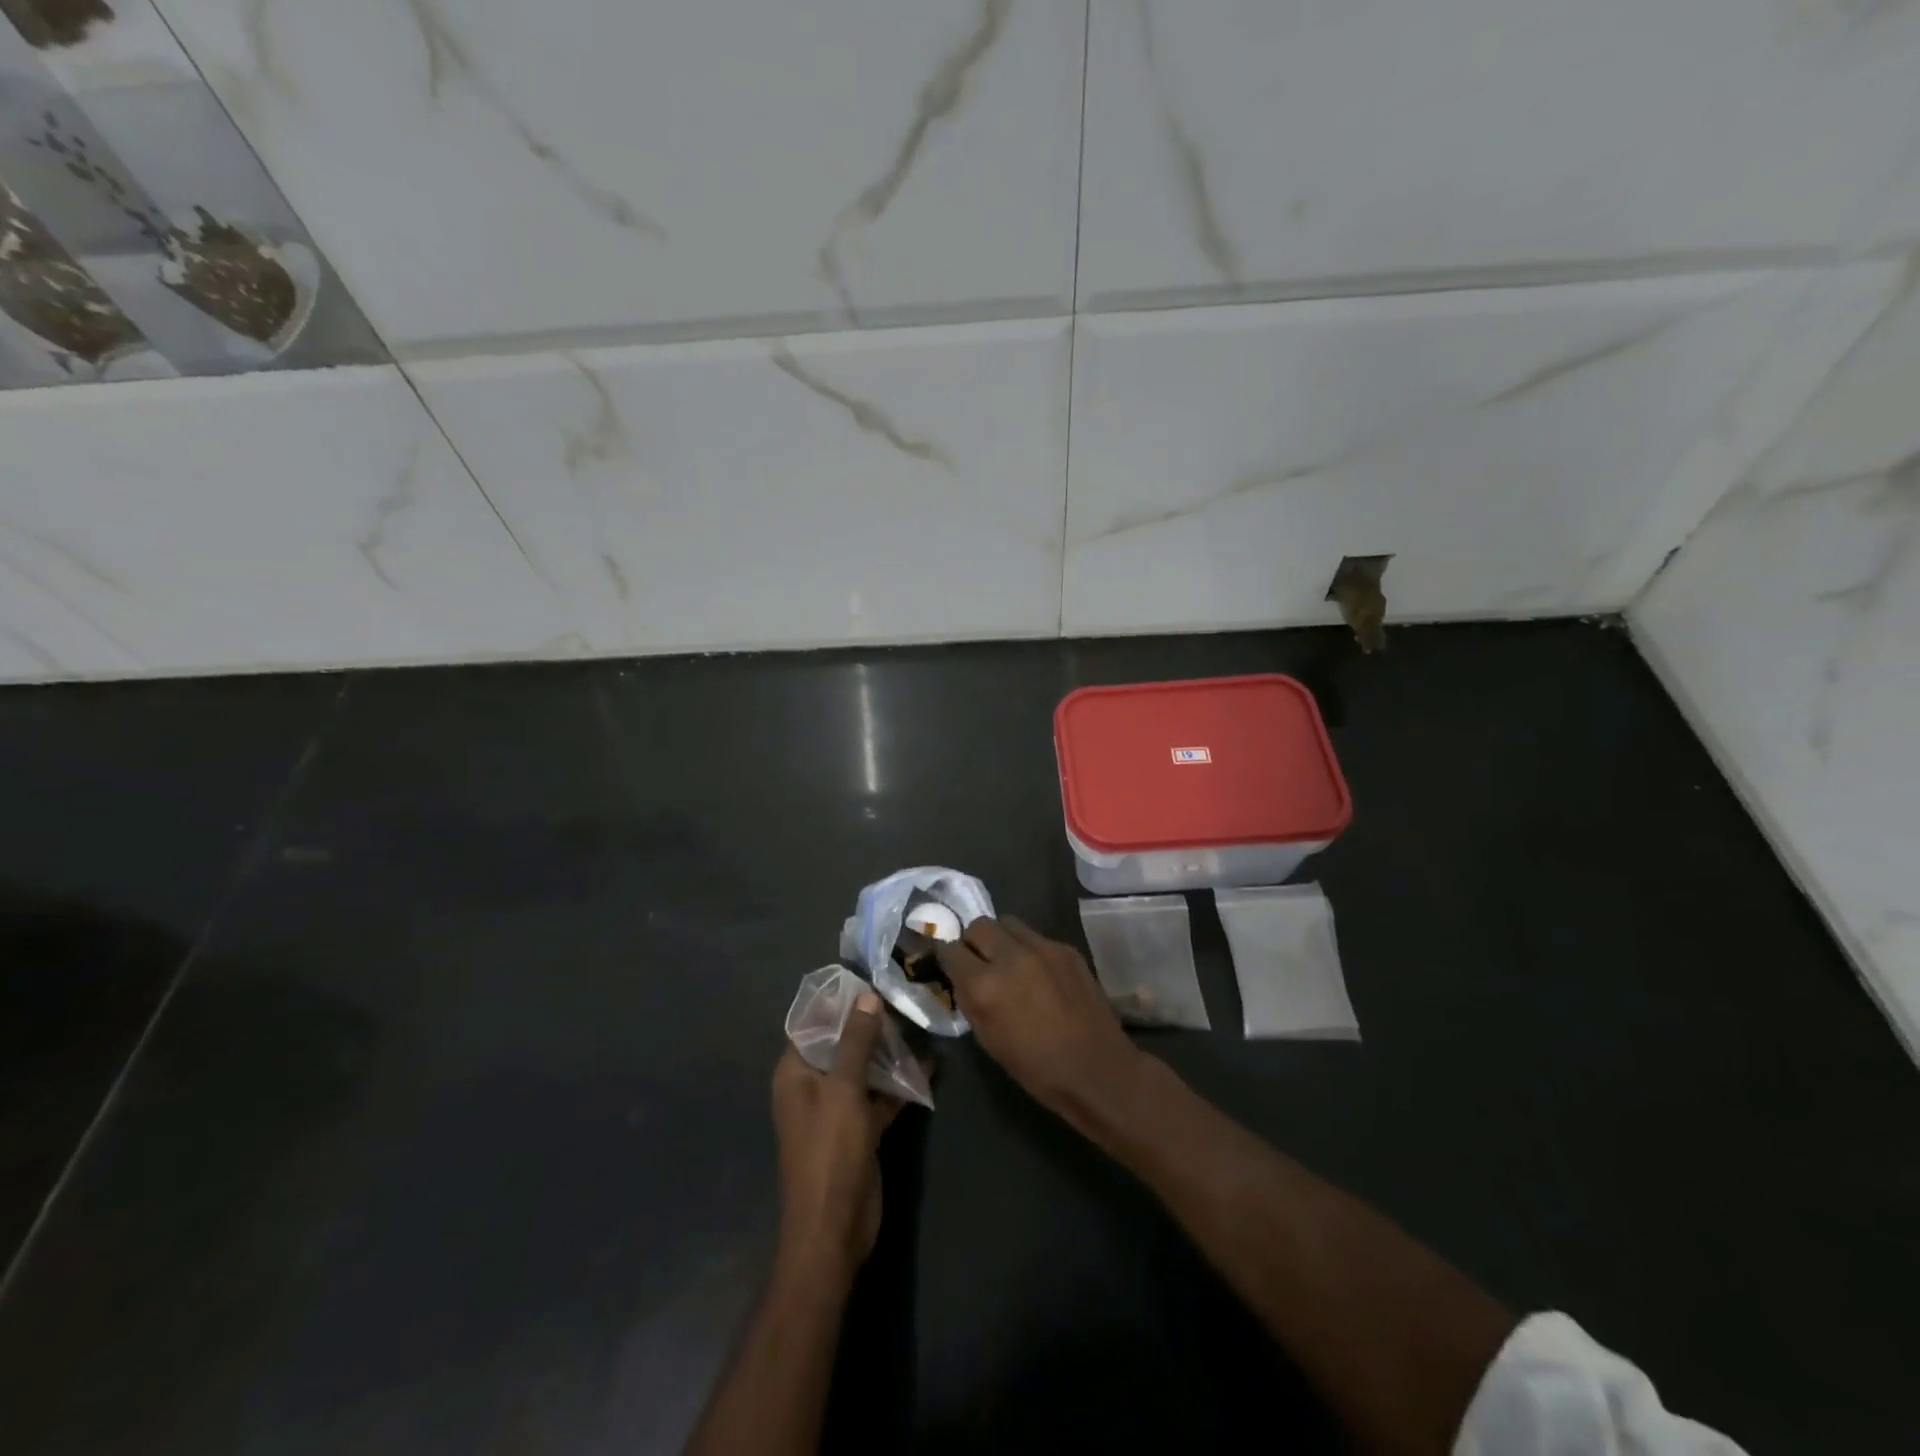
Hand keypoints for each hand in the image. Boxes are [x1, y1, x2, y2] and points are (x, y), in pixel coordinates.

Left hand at [771, 989, 902, 1282]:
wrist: (834, 1230)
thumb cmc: (829, 1152)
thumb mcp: (843, 1090)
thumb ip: (855, 1041)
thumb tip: (867, 996)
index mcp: (796, 1072)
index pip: (814, 1023)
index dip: (840, 1001)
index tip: (873, 977)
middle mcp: (813, 1085)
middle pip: (842, 1043)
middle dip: (871, 1023)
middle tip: (904, 996)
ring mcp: (837, 1108)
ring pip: (863, 1068)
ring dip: (888, 1052)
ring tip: (919, 1023)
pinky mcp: (860, 1129)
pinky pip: (879, 1095)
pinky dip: (899, 1083)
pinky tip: (928, 1066)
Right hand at [937, 916, 1143, 1132]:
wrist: (1095, 1068)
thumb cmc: (1035, 1067)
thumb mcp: (988, 1038)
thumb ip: (970, 999)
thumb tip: (962, 977)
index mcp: (984, 985)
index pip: (951, 950)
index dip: (949, 958)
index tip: (953, 966)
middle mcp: (1010, 957)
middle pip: (979, 925)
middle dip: (974, 941)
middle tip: (980, 961)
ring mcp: (1042, 948)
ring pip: (1008, 923)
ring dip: (1001, 939)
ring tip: (1009, 962)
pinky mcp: (1066, 948)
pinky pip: (1036, 936)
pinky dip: (1029, 949)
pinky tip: (1039, 973)